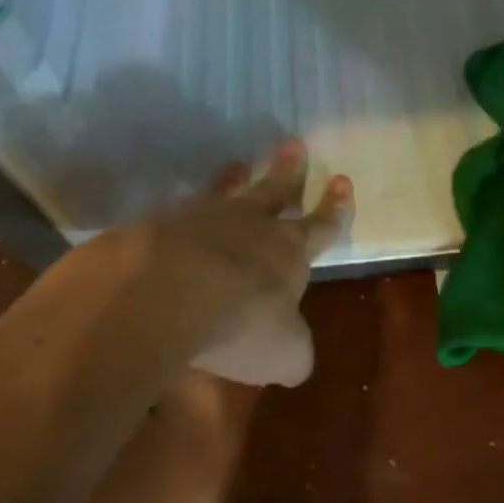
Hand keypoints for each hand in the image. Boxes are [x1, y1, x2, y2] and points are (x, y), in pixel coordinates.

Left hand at [139, 140, 351, 386]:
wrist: (169, 291)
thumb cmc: (242, 322)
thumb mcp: (283, 353)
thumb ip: (293, 351)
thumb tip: (296, 357)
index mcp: (289, 252)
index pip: (322, 226)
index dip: (335, 208)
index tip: (342, 180)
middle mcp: (251, 225)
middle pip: (275, 190)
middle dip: (288, 170)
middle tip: (294, 145)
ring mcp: (203, 218)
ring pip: (227, 191)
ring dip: (234, 178)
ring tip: (237, 163)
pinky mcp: (161, 224)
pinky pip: (179, 211)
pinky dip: (184, 209)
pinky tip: (177, 210)